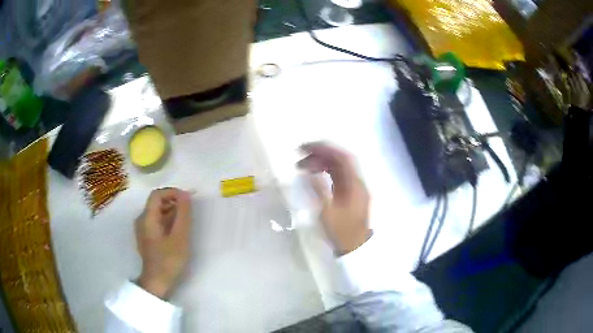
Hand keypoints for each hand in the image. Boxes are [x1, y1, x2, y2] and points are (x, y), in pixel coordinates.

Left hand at [136, 188, 191, 298]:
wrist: (157, 282)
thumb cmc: (169, 260)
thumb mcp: (180, 237)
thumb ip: (183, 214)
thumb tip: (185, 194)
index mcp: (147, 217)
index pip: (157, 194)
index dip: (173, 192)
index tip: (188, 199)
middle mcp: (142, 219)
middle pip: (156, 202)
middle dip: (173, 201)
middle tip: (190, 210)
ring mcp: (142, 229)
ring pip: (157, 212)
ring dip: (171, 211)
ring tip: (186, 220)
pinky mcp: (146, 237)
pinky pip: (156, 221)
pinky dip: (167, 220)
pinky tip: (177, 230)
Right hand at [298, 142, 371, 254]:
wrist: (355, 248)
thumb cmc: (341, 232)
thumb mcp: (327, 213)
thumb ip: (318, 190)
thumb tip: (308, 171)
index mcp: (355, 184)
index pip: (342, 157)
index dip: (325, 148)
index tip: (305, 147)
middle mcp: (357, 182)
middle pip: (340, 160)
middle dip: (320, 153)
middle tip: (300, 155)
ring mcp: (354, 187)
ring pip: (338, 167)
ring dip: (321, 162)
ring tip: (302, 166)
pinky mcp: (349, 193)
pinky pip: (338, 176)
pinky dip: (325, 171)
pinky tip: (313, 174)